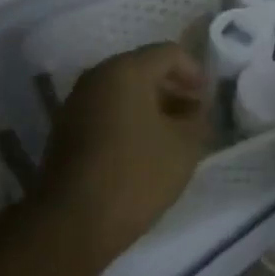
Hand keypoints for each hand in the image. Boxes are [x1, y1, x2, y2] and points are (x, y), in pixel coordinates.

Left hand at [39, 43, 209, 263]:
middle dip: (173, 89)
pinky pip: (106, 110)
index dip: (194, 71)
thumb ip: (197, 119)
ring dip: (151, 105)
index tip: (208, 99)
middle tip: (194, 116)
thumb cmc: (135, 175)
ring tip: (172, 135)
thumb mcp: (183, 148)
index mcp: (126, 69)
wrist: (71, 223)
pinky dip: (129, 119)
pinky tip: (143, 149)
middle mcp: (98, 75)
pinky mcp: (66, 128)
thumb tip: (197, 109)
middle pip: (143, 68)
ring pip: (123, 90)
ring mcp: (77, 101)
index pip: (168, 52)